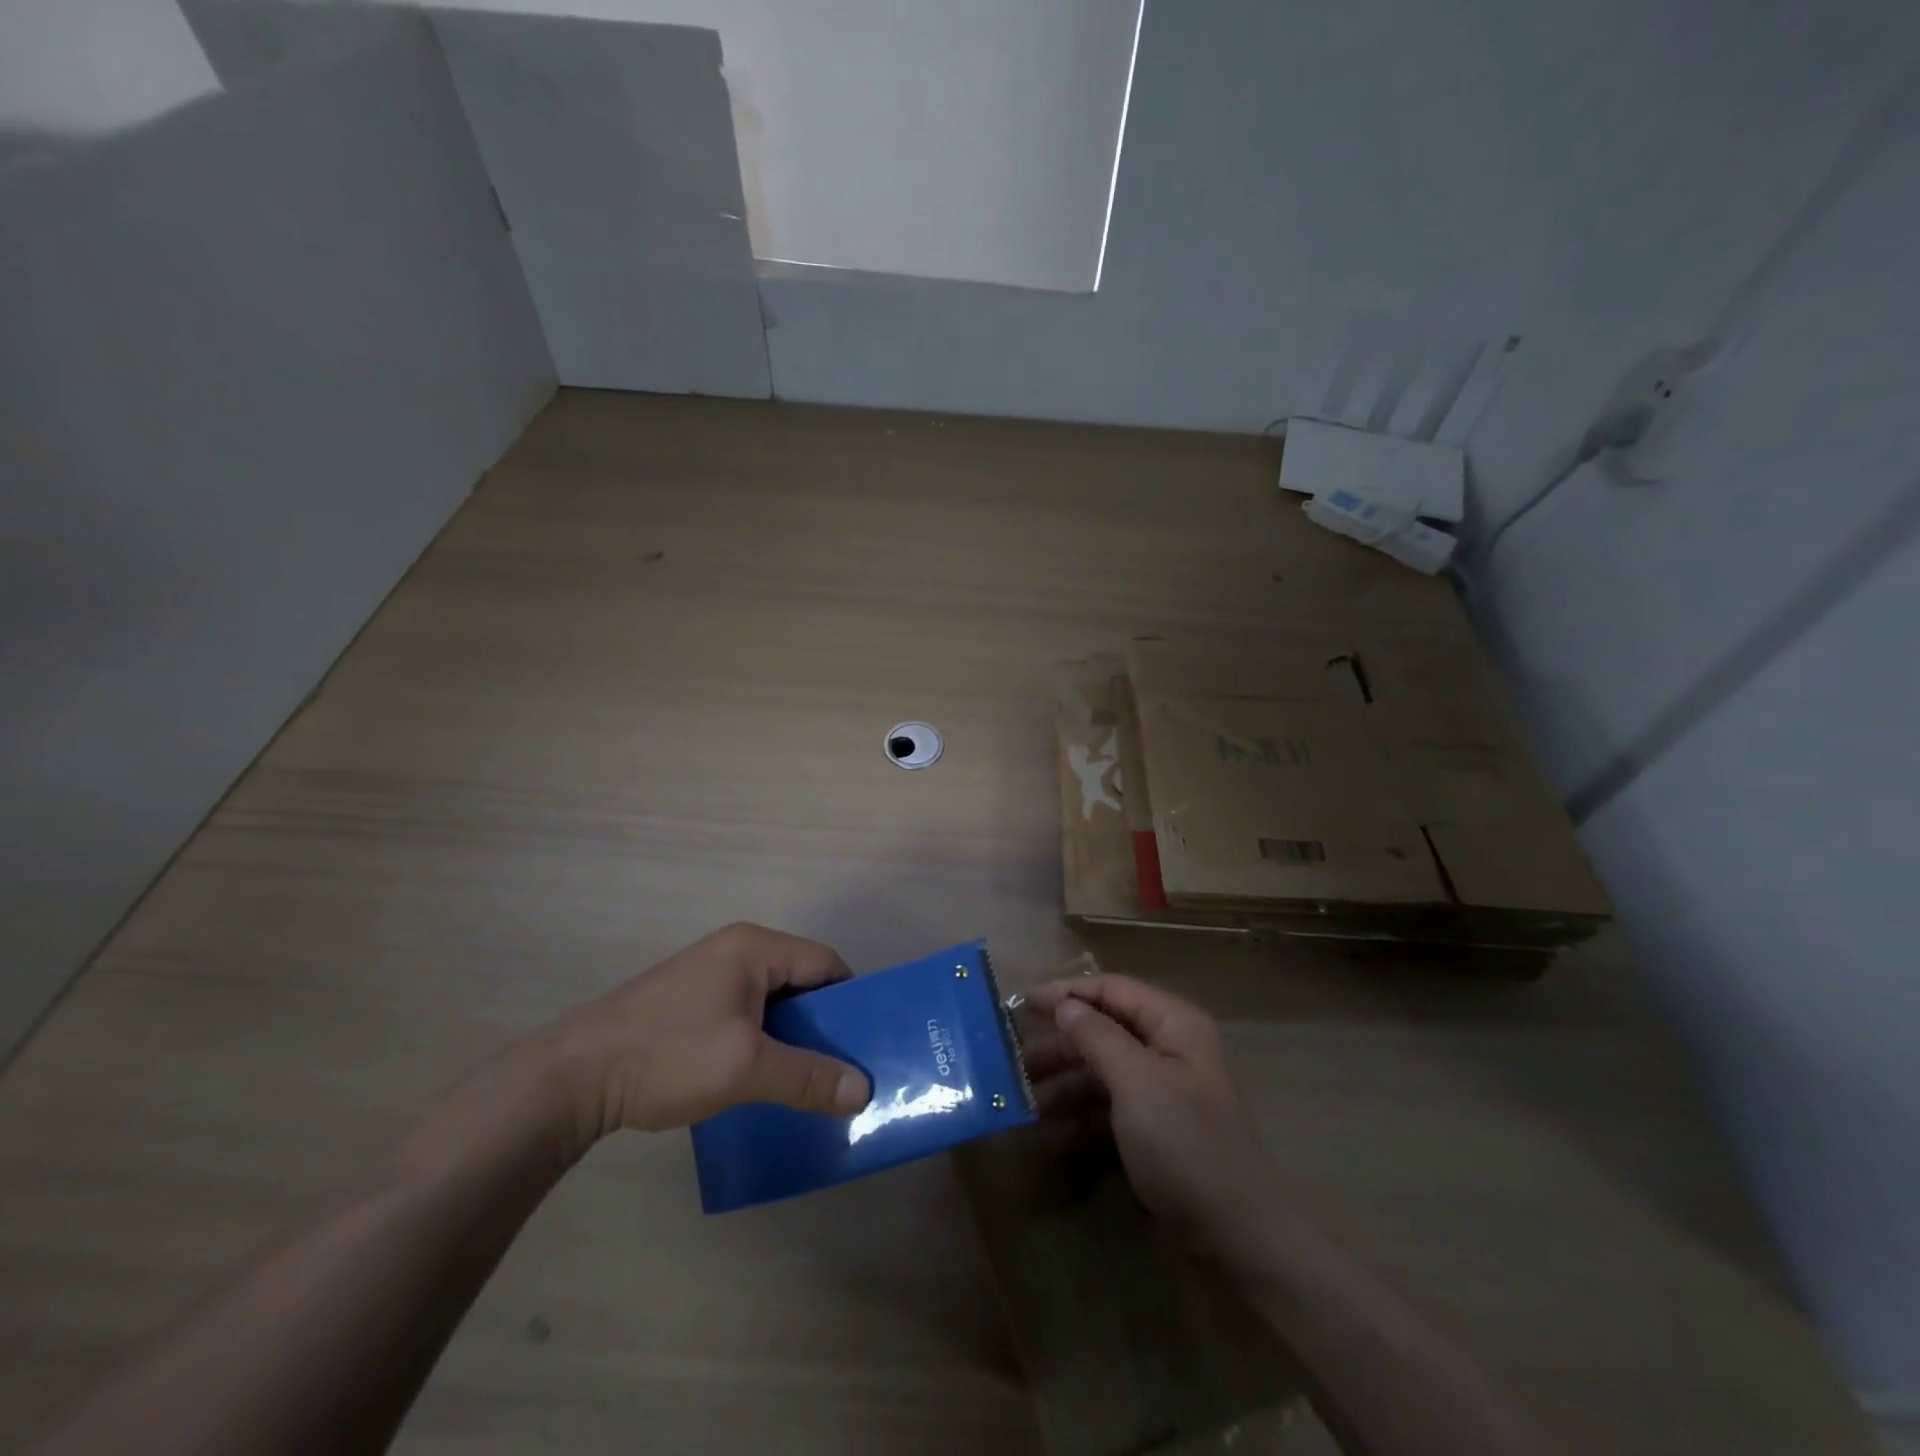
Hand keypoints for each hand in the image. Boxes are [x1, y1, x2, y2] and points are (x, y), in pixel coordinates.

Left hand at [541, 923, 872, 1144]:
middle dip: (822, 1024)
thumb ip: (808, 1077)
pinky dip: (761, 1041)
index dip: (850, 1001)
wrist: (571, 1077)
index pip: (825, 963)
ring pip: (771, 1002)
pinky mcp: (688, 1002)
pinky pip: (744, 1014)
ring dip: (791, 1037)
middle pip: (800, 981)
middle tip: (842, 1068)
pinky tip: (761, 1078)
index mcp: (754, 947)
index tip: (865, 1044)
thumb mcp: (746, 1068)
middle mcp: (735, 950)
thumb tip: (865, 1091)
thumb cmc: (669, 1055)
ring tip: (807, 1079)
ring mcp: (708, 975)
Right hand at [1024, 974, 1278, 1253]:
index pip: (1112, 990)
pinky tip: (1052, 1131)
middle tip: (1015, 1060)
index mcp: (1173, 1023)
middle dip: (1061, 1045)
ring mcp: (1162, 1087)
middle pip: (1104, 1030)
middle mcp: (1168, 1046)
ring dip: (1065, 1082)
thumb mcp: (1136, 1083)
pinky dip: (1081, 1113)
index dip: (1066, 993)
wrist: (1236, 1233)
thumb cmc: (1185, 1143)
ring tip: (1027, 1101)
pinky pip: (1110, 1105)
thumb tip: (1064, 1003)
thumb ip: (1097, 1037)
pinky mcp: (1155, 1125)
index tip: (1022, 1005)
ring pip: (1102, 1069)